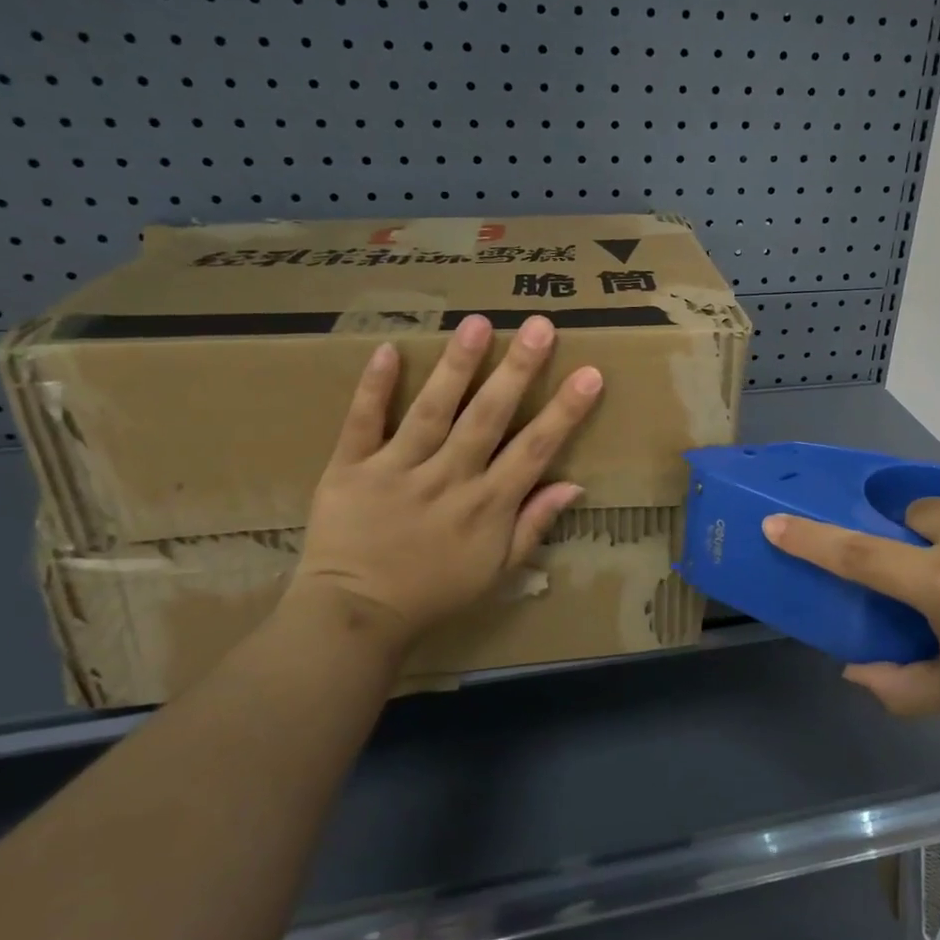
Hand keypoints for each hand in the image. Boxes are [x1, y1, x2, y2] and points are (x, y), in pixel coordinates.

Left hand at [293, 314, 603, 639]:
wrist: (355, 616)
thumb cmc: (435, 593)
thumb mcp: (498, 571)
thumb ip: (534, 525)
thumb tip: (574, 485)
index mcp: (487, 505)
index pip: (534, 449)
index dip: (564, 411)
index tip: (589, 374)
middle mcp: (448, 479)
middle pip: (488, 417)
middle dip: (518, 370)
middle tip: (540, 326)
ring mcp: (397, 471)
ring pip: (432, 411)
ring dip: (457, 367)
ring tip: (478, 323)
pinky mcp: (350, 469)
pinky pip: (362, 423)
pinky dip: (373, 388)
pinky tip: (388, 349)